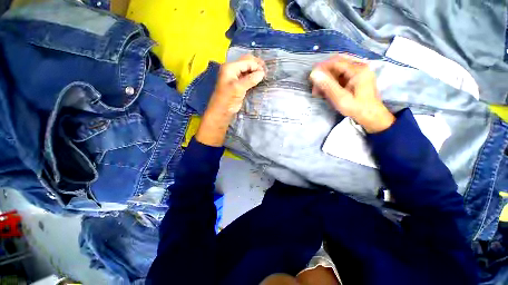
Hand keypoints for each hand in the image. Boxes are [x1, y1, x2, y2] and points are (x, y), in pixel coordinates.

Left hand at [196, 54, 265, 146]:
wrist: (222, 111)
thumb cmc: (228, 99)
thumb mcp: (238, 88)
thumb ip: (250, 79)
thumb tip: (262, 73)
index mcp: (230, 67)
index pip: (246, 62)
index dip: (256, 66)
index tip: (265, 74)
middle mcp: (233, 69)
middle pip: (247, 63)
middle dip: (257, 66)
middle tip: (266, 72)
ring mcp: (236, 77)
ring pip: (248, 70)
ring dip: (256, 72)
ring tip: (264, 76)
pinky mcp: (239, 84)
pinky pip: (248, 77)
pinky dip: (254, 78)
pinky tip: (259, 80)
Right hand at [309, 54, 394, 132]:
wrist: (371, 117)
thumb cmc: (357, 108)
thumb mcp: (340, 98)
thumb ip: (327, 85)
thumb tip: (314, 74)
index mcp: (358, 70)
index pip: (336, 62)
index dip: (321, 68)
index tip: (311, 78)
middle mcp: (359, 68)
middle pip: (337, 65)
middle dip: (323, 75)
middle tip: (315, 87)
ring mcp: (358, 73)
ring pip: (337, 71)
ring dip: (326, 80)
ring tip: (318, 92)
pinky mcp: (356, 79)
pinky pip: (341, 77)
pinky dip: (331, 83)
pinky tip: (326, 92)